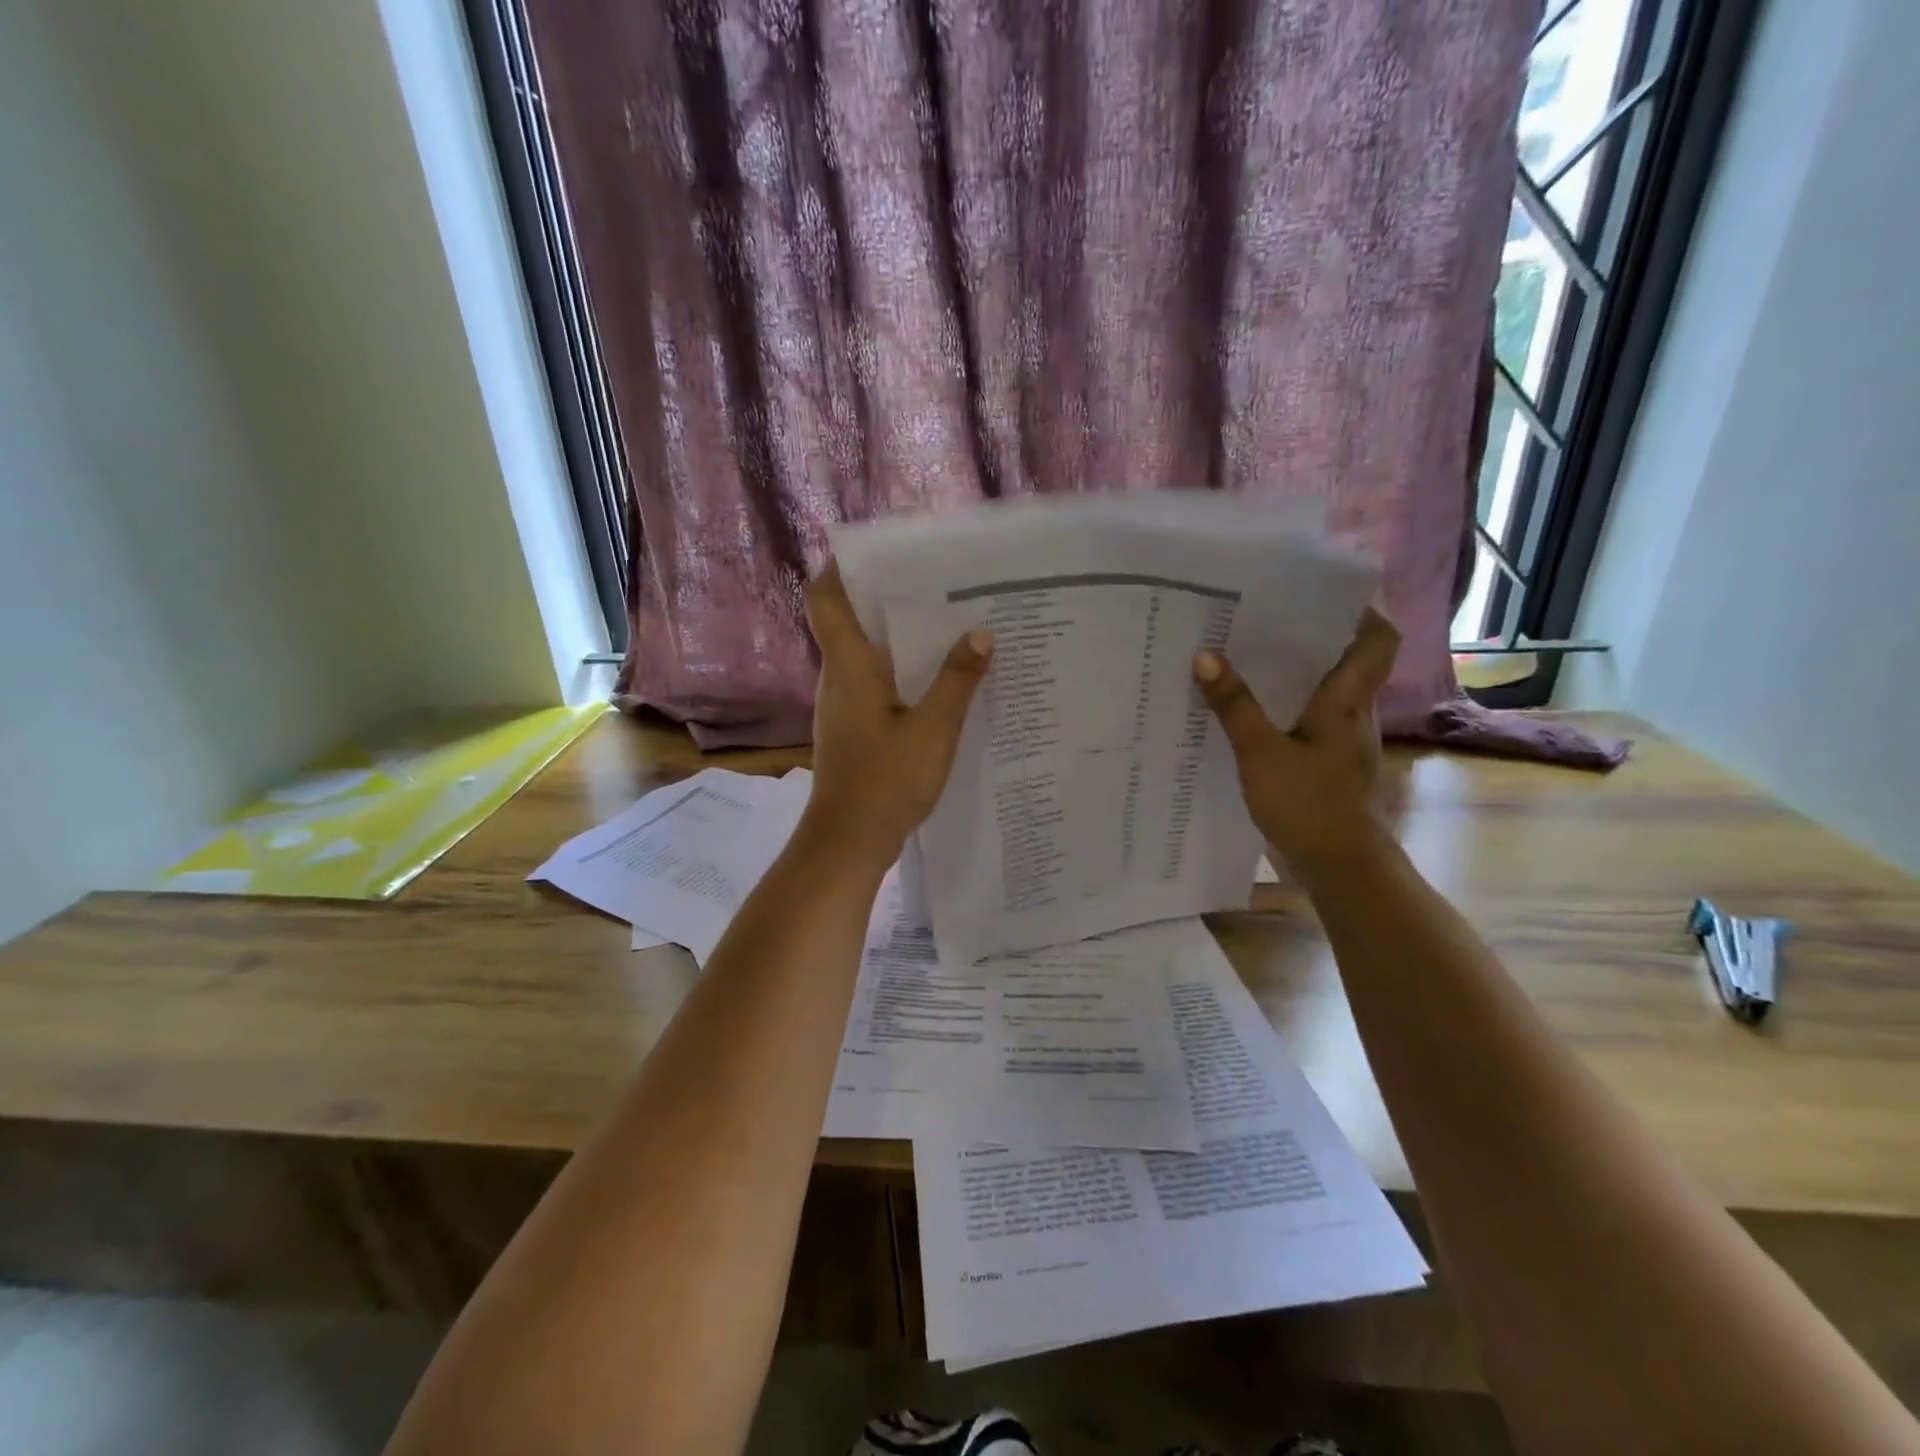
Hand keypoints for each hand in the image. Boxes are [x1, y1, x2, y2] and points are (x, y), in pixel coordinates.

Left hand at [801, 561, 992, 868]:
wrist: (849, 841)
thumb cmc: (886, 780)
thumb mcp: (934, 728)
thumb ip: (957, 680)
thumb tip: (980, 634)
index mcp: (848, 665)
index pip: (824, 599)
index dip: (840, 568)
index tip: (878, 553)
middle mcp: (838, 677)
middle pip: (850, 620)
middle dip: (887, 598)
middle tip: (937, 584)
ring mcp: (843, 704)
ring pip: (867, 653)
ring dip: (899, 637)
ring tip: (948, 623)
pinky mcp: (854, 727)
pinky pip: (876, 683)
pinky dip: (902, 671)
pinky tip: (940, 678)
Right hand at [1192, 609, 1399, 878]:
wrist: (1339, 866)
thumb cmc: (1308, 804)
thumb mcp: (1260, 752)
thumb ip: (1233, 705)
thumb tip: (1205, 655)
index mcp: (1347, 701)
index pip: (1378, 640)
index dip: (1362, 611)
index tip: (1324, 593)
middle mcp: (1352, 714)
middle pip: (1347, 661)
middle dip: (1313, 636)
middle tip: (1266, 618)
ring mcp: (1342, 742)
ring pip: (1325, 692)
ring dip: (1296, 673)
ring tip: (1249, 655)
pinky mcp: (1326, 764)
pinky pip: (1308, 721)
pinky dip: (1285, 708)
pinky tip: (1250, 712)